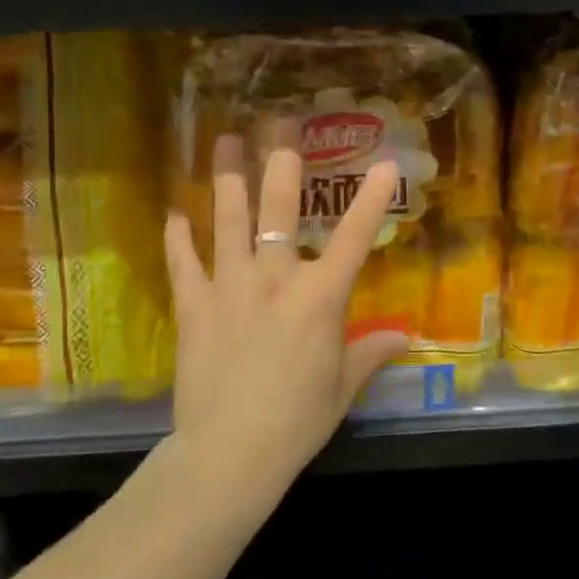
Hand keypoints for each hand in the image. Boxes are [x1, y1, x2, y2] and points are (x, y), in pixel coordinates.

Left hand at [163, 136, 410, 493]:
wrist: (230, 454)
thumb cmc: (297, 421)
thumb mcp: (343, 387)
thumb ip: (371, 353)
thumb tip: (404, 337)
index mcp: (319, 298)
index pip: (354, 238)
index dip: (371, 198)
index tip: (384, 163)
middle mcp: (274, 280)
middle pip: (278, 209)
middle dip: (281, 162)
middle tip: (280, 124)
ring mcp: (229, 288)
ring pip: (227, 221)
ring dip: (227, 178)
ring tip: (222, 141)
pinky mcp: (193, 307)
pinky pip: (183, 262)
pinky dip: (178, 237)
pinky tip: (174, 213)